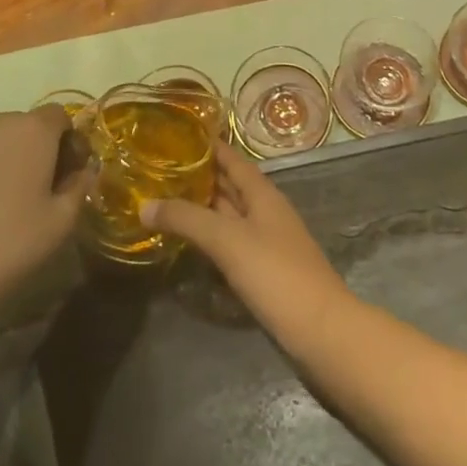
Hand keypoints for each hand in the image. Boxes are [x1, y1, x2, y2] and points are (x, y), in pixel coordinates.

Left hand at [0, 107, 93, 328]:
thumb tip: (82, 172)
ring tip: (0, 204)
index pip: (60, 116)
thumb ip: (79, 188)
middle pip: (26, 126)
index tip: (68, 176)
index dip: (69, 142)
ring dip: (4, 160)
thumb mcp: (59, 225)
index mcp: (32, 130)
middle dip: (37, 150)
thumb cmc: (4, 248)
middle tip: (38, 193)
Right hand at [141, 140, 350, 346]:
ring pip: (229, 215)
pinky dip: (210, 238)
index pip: (232, 159)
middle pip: (230, 186)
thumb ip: (186, 219)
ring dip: (202, 208)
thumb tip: (145, 204)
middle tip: (159, 169)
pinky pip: (231, 244)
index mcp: (262, 193)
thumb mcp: (227, 241)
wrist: (321, 331)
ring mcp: (266, 242)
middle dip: (199, 176)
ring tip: (164, 202)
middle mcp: (265, 211)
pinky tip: (189, 245)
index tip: (177, 134)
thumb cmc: (276, 274)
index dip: (209, 145)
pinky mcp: (263, 271)